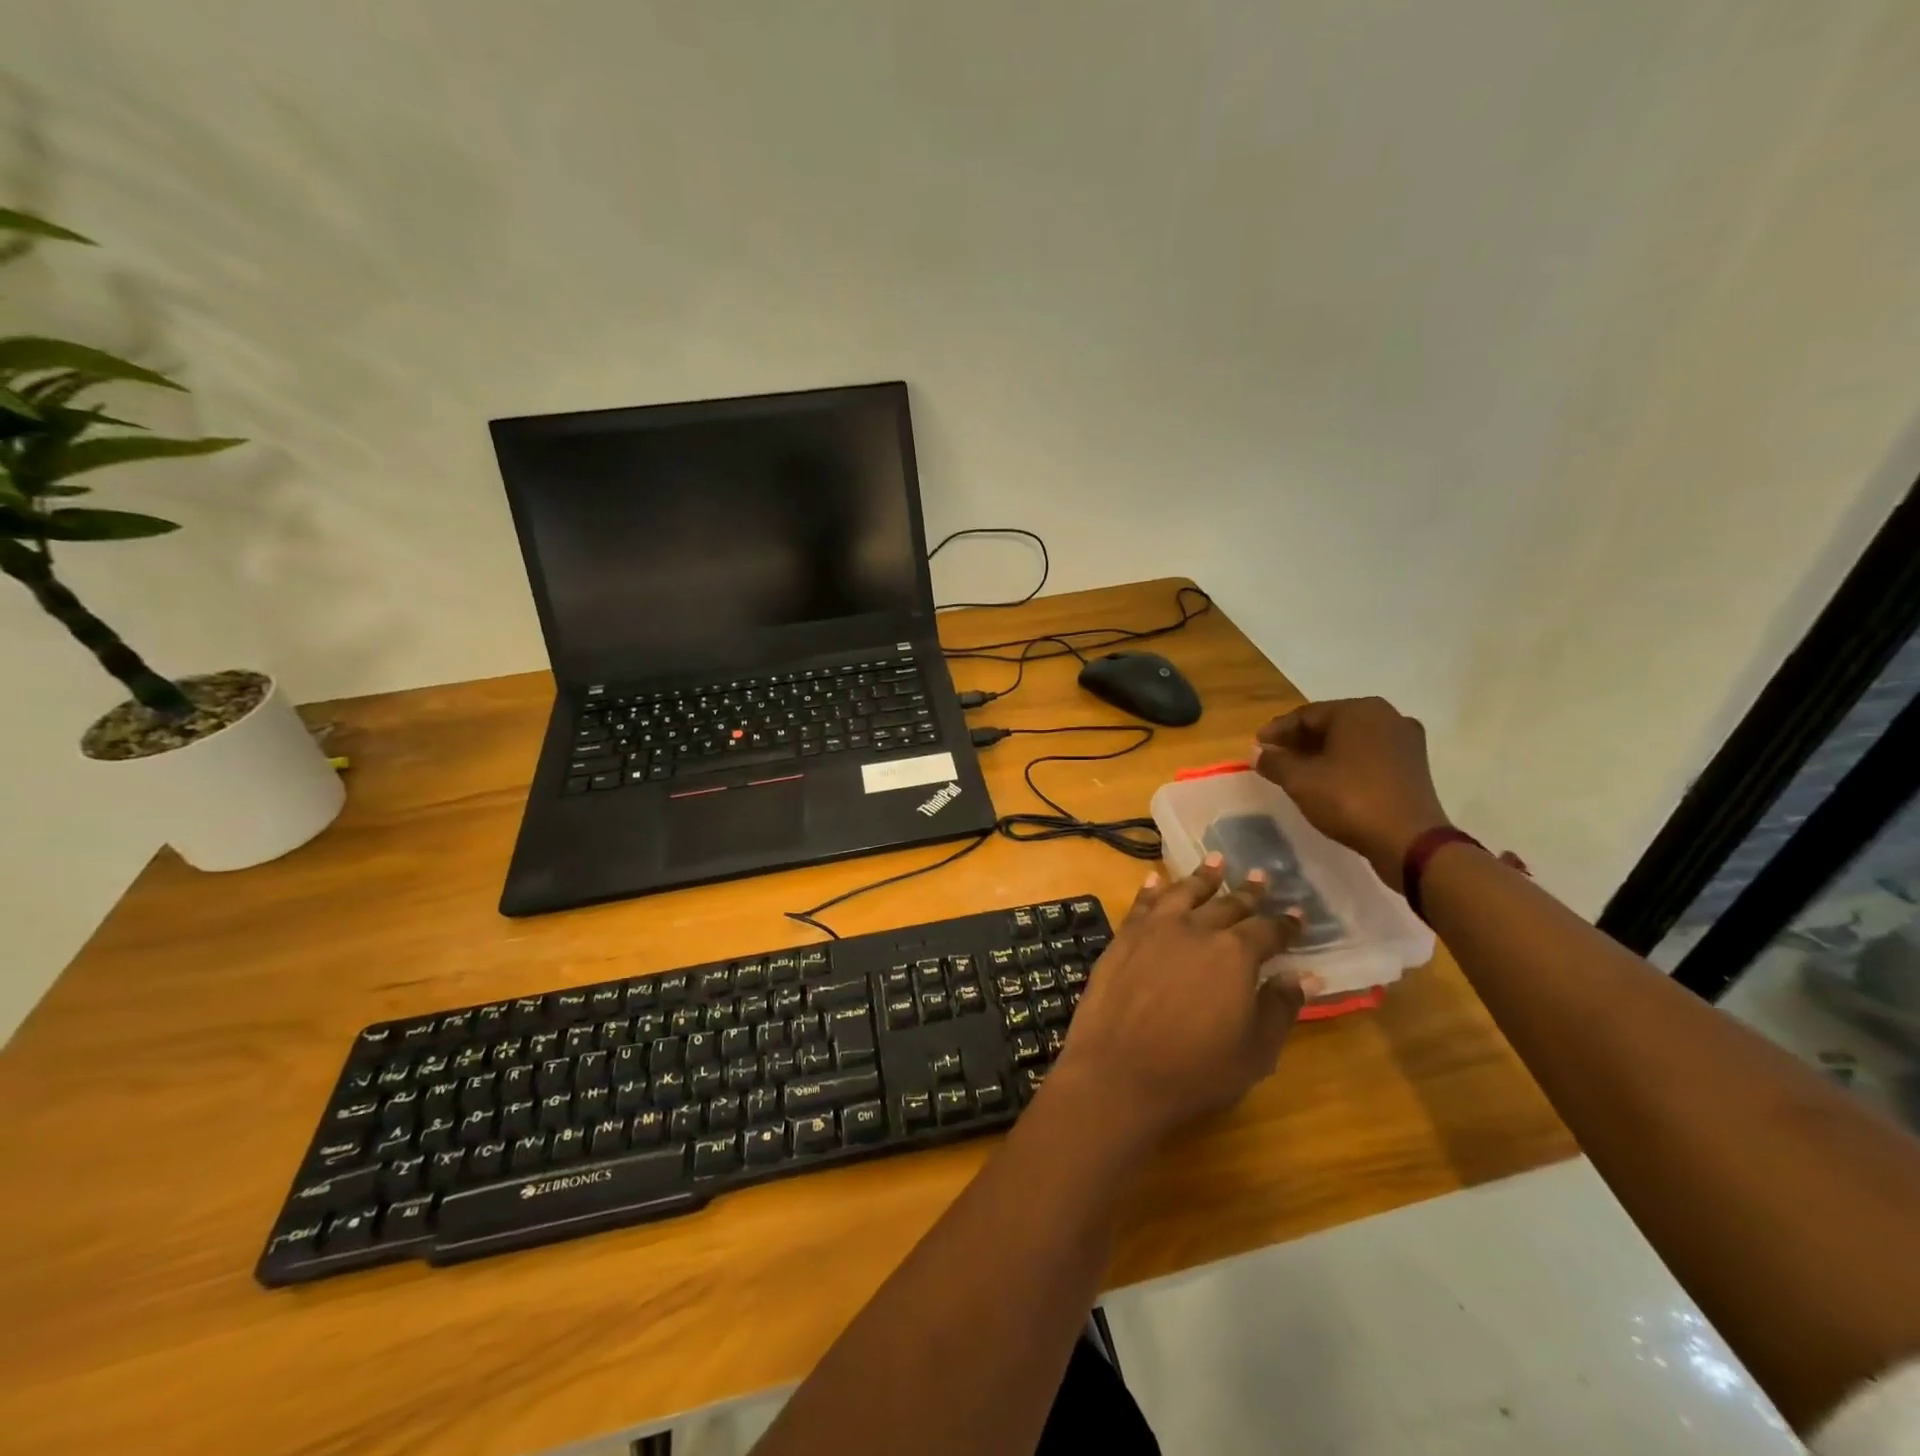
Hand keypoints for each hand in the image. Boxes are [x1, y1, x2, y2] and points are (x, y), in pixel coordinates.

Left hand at [1051, 857, 1307, 1148]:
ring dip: (1202, 876)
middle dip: (1247, 892)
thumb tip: (1307, 975)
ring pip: (1184, 892)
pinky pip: (1142, 903)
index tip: (1297, 914)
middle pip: (1228, 904)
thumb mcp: (1255, 1050)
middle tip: (1260, 875)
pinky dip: (1152, 888)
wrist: (1118, 1072)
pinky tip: (1155, 879)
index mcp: (1235, 954)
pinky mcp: (1123, 937)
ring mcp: (1155, 929)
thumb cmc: (1195, 1070)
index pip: (1268, 931)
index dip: (1286, 924)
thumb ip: (1280, 1007)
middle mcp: (1196, 929)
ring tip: (1216, 859)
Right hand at [1254, 696, 1451, 889]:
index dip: (1277, 730)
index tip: (1257, 745)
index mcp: (1357, 711)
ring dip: (1323, 752)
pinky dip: (1347, 762)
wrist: (1409, 841)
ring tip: (1299, 770)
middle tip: (1275, 756)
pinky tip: (1330, 779)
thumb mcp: (1300, 781)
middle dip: (1300, 741)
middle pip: (1331, 724)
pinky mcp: (1414, 764)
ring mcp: (1405, 740)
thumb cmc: (1349, 800)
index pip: (1306, 715)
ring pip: (1351, 740)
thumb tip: (1257, 753)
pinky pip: (1370, 755)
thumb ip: (1275, 762)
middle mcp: (1385, 716)